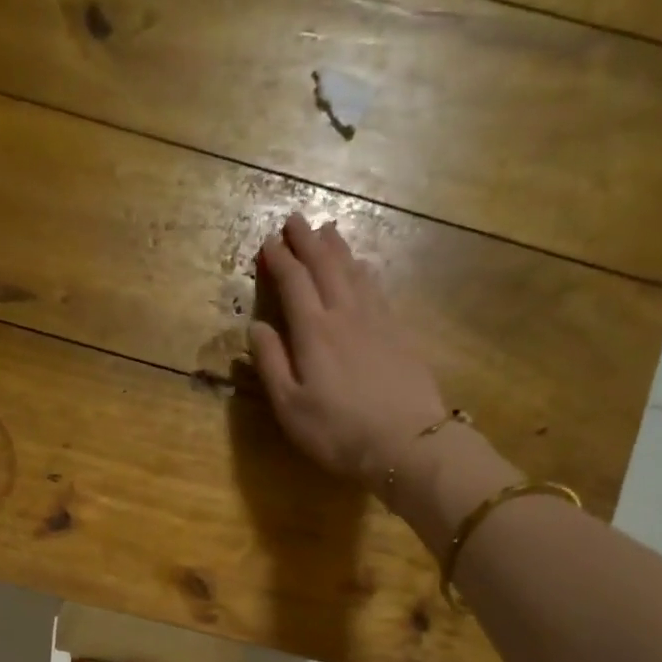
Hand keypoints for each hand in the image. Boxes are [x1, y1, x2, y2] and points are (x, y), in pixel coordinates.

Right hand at [251, 214, 447, 484]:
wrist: (406, 442)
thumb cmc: (337, 431)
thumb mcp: (290, 407)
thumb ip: (270, 364)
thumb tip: (255, 327)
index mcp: (313, 332)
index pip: (293, 283)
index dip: (280, 260)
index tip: (268, 242)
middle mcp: (345, 314)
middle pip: (325, 267)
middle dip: (308, 241)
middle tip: (295, 219)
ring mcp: (377, 320)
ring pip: (354, 272)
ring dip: (338, 249)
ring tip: (328, 230)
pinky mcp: (399, 332)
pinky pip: (377, 288)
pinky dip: (364, 270)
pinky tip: (363, 267)